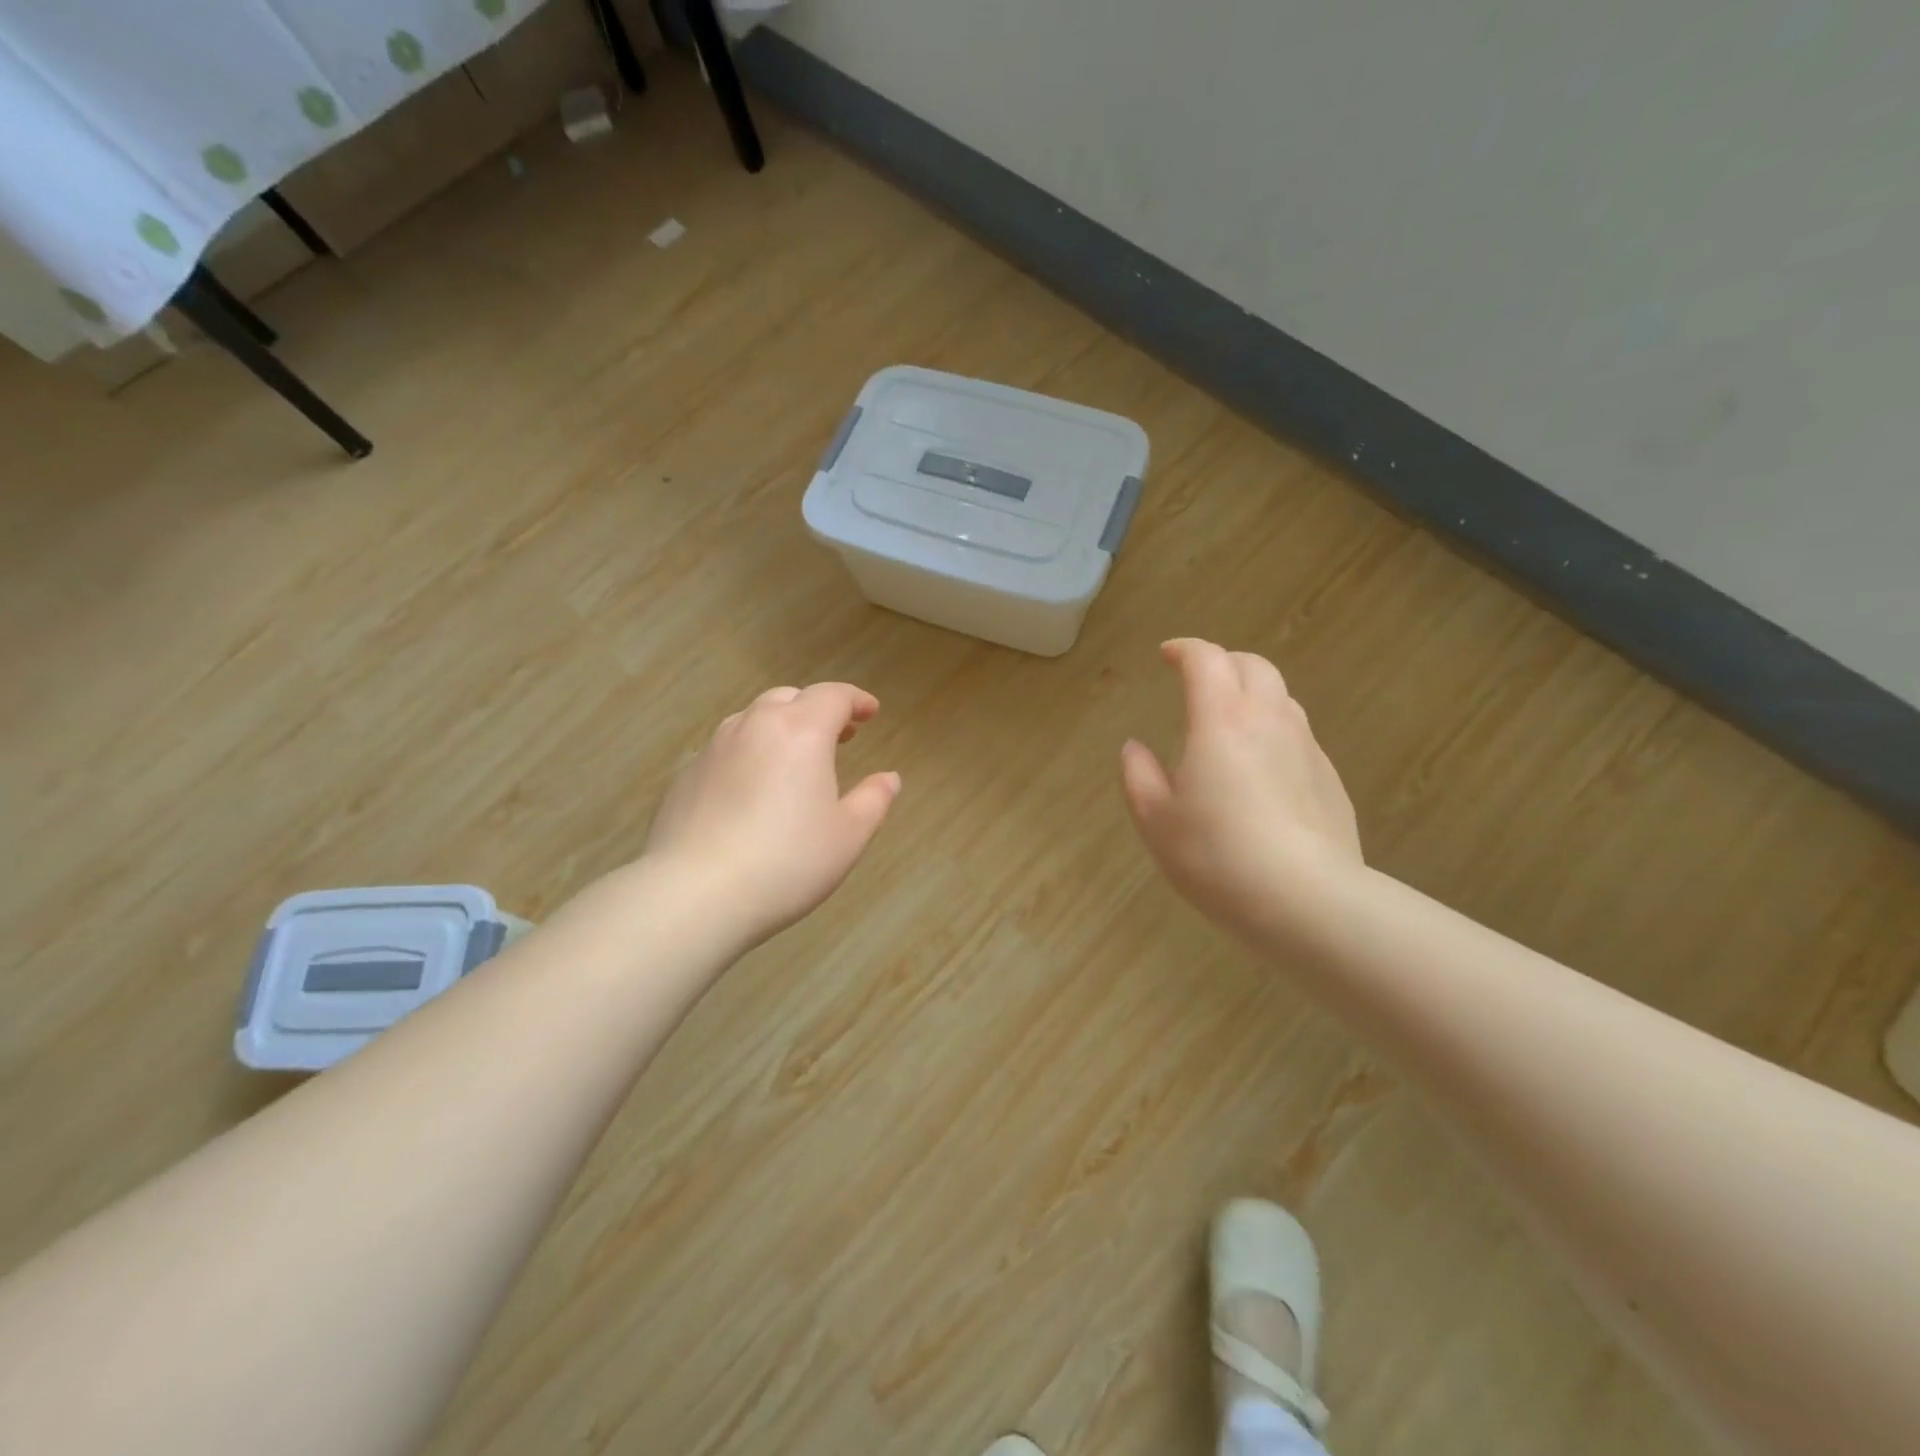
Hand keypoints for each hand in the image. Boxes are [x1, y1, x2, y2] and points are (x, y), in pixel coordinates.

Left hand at [643, 683, 900, 945]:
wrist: (695, 894)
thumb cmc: (787, 862)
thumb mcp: (848, 836)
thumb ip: (873, 800)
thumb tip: (889, 778)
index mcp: (800, 732)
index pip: (833, 696)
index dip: (856, 700)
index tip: (871, 712)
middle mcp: (754, 726)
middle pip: (789, 699)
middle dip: (817, 709)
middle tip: (839, 735)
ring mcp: (714, 748)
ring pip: (752, 719)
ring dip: (780, 727)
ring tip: (795, 758)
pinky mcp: (686, 775)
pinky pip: (726, 749)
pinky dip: (749, 752)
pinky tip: (753, 789)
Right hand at [1121, 639, 1361, 944]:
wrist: (1306, 900)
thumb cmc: (1216, 855)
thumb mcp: (1155, 819)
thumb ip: (1138, 774)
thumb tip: (1135, 748)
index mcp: (1221, 719)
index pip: (1206, 659)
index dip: (1184, 649)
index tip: (1166, 655)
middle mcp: (1269, 719)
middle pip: (1253, 665)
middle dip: (1223, 662)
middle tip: (1199, 682)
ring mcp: (1307, 747)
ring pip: (1282, 698)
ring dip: (1252, 695)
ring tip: (1230, 723)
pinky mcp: (1330, 779)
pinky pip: (1299, 737)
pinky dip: (1274, 733)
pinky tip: (1262, 772)